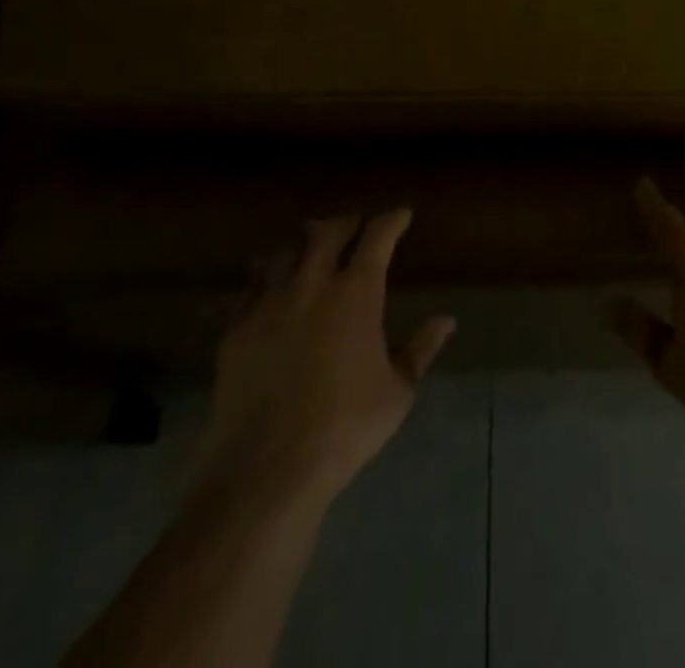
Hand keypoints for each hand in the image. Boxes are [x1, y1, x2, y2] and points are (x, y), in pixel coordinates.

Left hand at [193, 211, 454, 513]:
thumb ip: (421, 349)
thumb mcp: (397, 392)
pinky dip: (266, 277)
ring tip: (310, 249)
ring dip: (303, 245)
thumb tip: (446, 320)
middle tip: (354, 224)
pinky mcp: (237, 329)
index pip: (377, 237)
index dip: (391, 221)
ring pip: (286, 253)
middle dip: (344, 222)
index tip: (401, 215)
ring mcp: (269, 303)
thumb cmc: (345, 427)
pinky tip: (269, 286)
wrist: (267, 468)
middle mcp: (312, 284)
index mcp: (356, 292)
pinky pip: (251, 287)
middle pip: (326, 232)